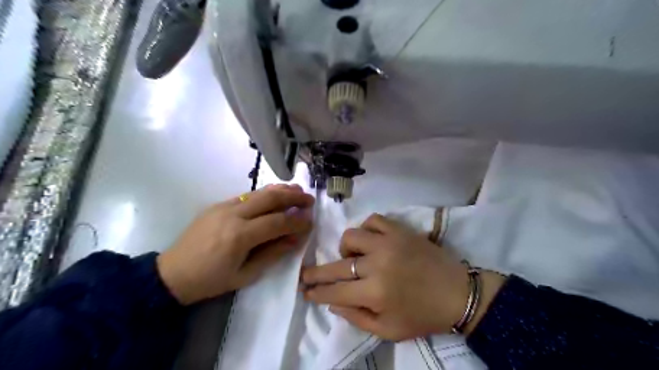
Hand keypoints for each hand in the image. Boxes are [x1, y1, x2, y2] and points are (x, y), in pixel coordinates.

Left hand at [157, 183, 314, 304]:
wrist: (172, 274)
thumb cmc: (210, 281)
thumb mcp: (245, 274)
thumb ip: (273, 253)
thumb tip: (295, 239)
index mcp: (240, 236)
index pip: (277, 222)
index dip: (297, 221)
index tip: (311, 220)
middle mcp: (233, 215)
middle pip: (270, 198)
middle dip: (293, 197)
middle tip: (309, 199)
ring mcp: (224, 206)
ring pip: (259, 192)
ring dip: (281, 190)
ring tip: (298, 190)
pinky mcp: (218, 204)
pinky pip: (247, 195)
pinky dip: (265, 193)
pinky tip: (275, 194)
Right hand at [302, 214, 504, 341]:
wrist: (457, 293)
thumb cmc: (422, 315)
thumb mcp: (388, 330)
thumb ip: (356, 317)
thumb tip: (332, 302)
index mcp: (375, 292)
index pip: (334, 290)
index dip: (316, 291)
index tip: (305, 290)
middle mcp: (377, 264)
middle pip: (336, 264)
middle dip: (316, 272)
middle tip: (306, 274)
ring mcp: (388, 242)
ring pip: (351, 236)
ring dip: (346, 248)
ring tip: (353, 257)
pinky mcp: (400, 230)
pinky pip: (373, 220)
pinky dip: (366, 229)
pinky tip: (370, 240)